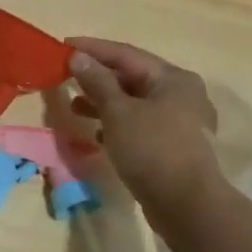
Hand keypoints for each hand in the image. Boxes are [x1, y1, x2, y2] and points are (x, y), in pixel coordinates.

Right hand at [67, 38, 221, 215]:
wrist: (187, 205)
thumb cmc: (152, 149)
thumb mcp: (118, 112)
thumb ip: (97, 82)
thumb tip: (78, 56)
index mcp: (173, 78)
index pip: (126, 54)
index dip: (93, 49)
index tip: (63, 45)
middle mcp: (182, 94)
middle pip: (132, 77)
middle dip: (98, 77)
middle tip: (66, 76)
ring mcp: (181, 122)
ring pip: (136, 103)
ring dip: (105, 103)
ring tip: (75, 106)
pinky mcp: (174, 146)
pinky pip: (141, 125)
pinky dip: (118, 125)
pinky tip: (98, 134)